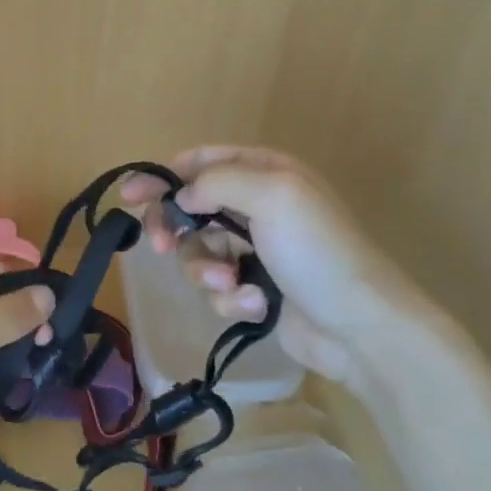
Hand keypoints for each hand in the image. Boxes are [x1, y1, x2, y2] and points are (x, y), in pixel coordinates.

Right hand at [120, 145, 382, 383]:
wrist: (360, 328)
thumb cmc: (317, 251)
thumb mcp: (272, 195)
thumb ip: (216, 182)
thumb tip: (182, 197)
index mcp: (263, 172)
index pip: (200, 162)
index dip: (162, 176)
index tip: (130, 196)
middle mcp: (256, 205)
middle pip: (189, 208)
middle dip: (175, 228)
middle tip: (162, 247)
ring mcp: (255, 250)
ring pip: (198, 251)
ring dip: (206, 269)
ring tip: (230, 283)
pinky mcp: (253, 289)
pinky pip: (216, 286)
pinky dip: (229, 297)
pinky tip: (255, 305)